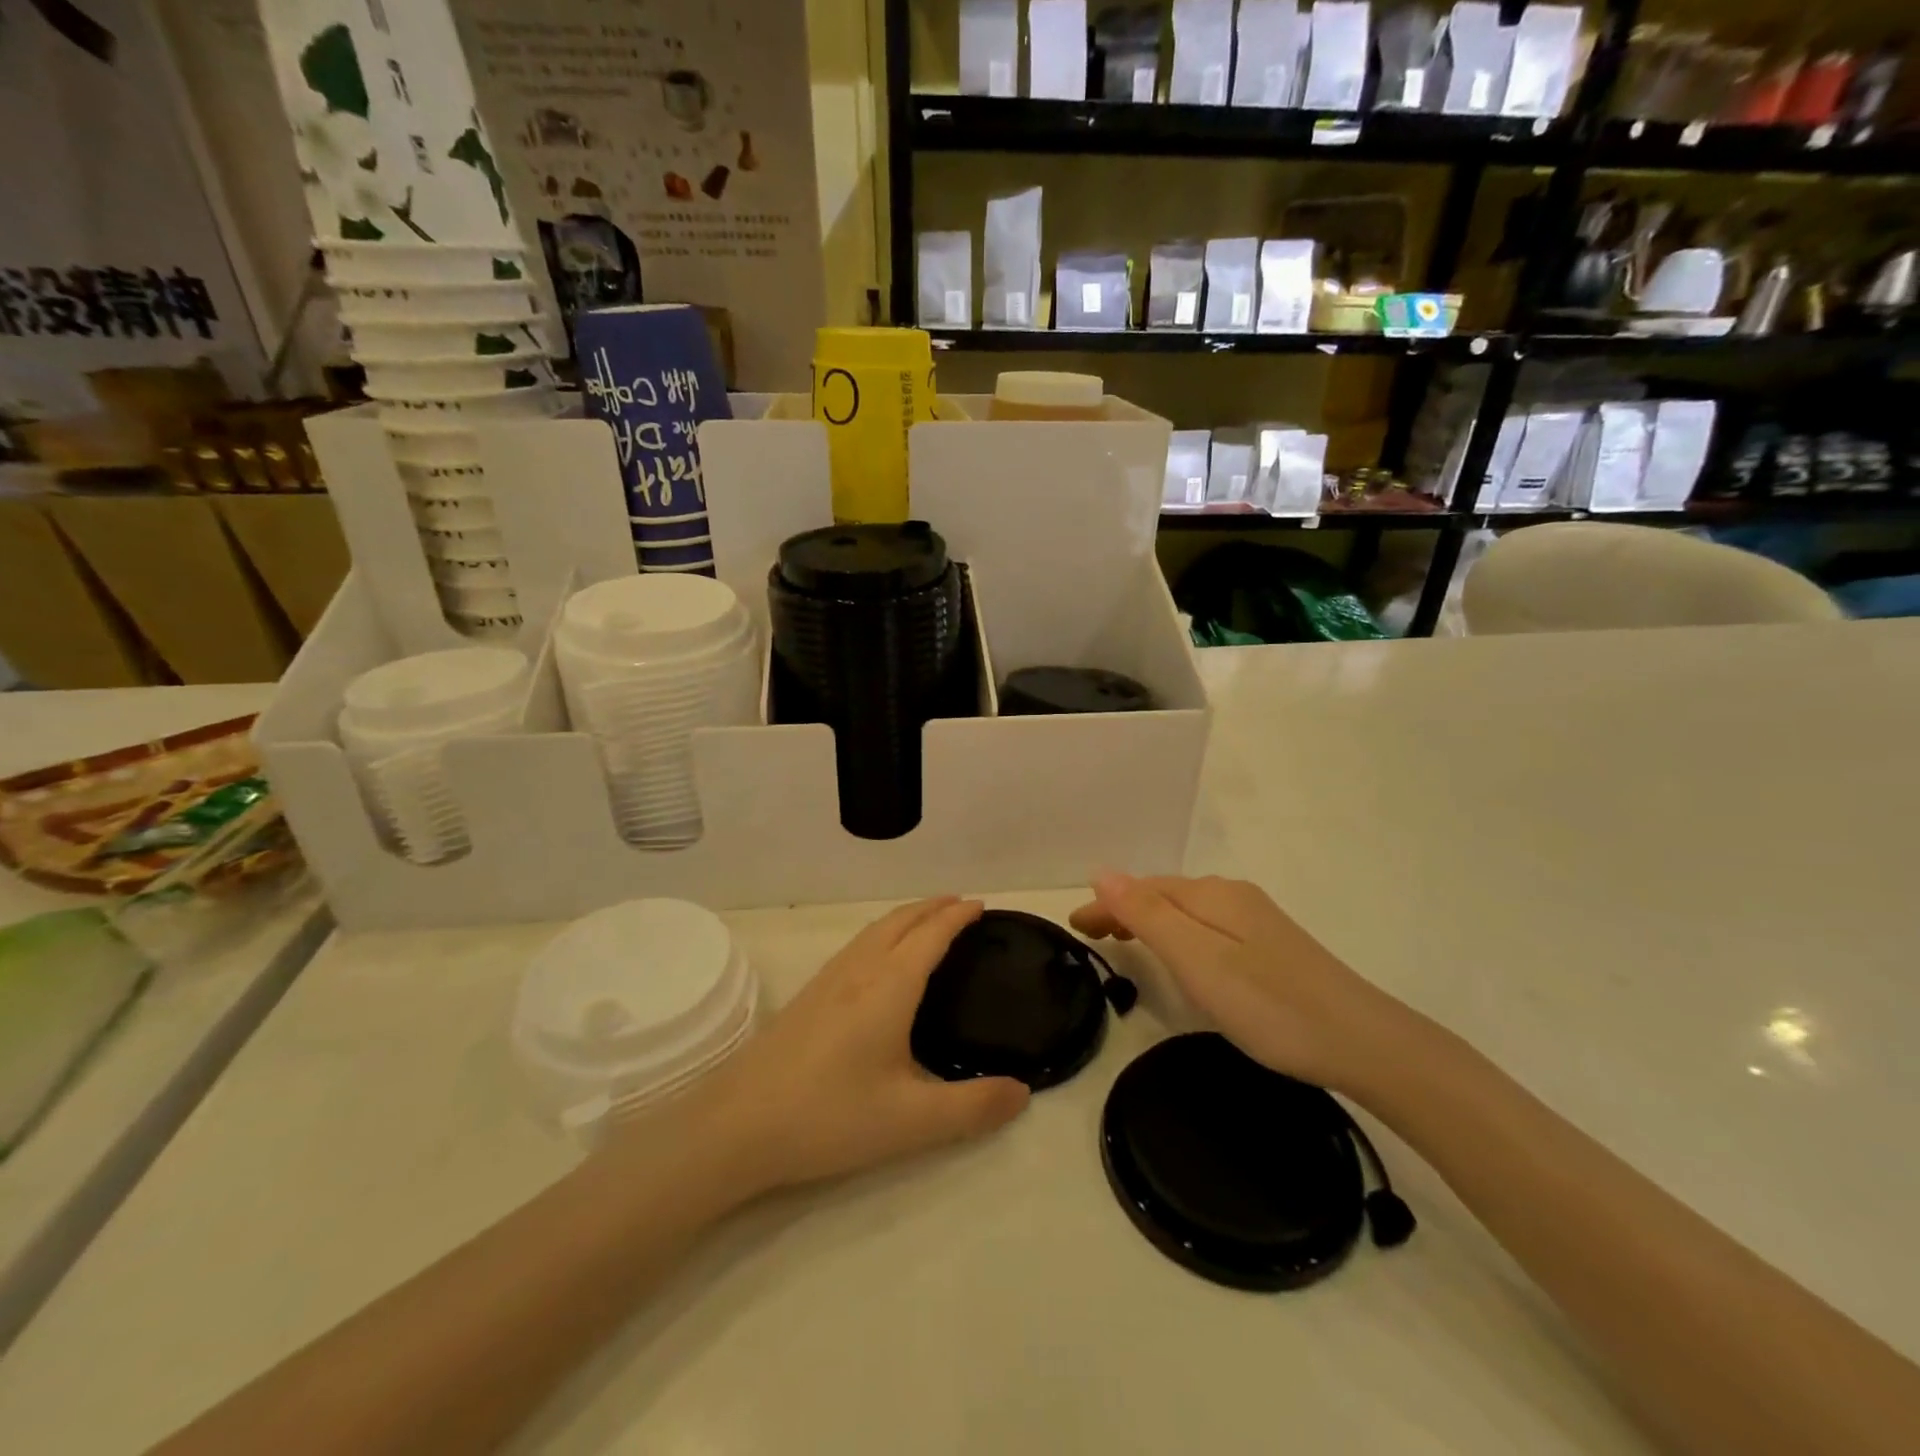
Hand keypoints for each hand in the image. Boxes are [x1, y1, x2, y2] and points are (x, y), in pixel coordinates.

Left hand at [689, 898, 1029, 1192]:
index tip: (981, 904)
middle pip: (900, 921)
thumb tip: (1024, 1092)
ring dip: (905, 918)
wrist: (735, 1126)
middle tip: (961, 905)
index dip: (957, 916)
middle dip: (932, 907)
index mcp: (889, 986)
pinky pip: (856, 946)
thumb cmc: (829, 1116)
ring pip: (874, 931)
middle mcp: (859, 971)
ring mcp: (827, 981)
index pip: (931, 935)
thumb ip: (973, 1107)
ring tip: (925, 923)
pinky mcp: (806, 998)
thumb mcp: (912, 1121)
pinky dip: (881, 934)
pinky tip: (876, 962)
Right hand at [1070, 873, 1404, 1093]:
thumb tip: (1102, 871)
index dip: (1105, 904)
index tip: (1074, 927)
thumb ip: (1148, 914)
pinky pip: (1207, 927)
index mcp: (1211, 895)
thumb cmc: (1268, 1004)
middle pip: (1164, 895)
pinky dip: (1179, 934)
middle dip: (1124, 909)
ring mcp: (1256, 920)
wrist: (1362, 1042)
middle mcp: (1232, 896)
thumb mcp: (1196, 959)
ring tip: (1125, 942)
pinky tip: (1183, 955)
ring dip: (1150, 920)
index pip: (1142, 888)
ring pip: (1187, 911)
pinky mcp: (1272, 946)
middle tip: (1091, 937)